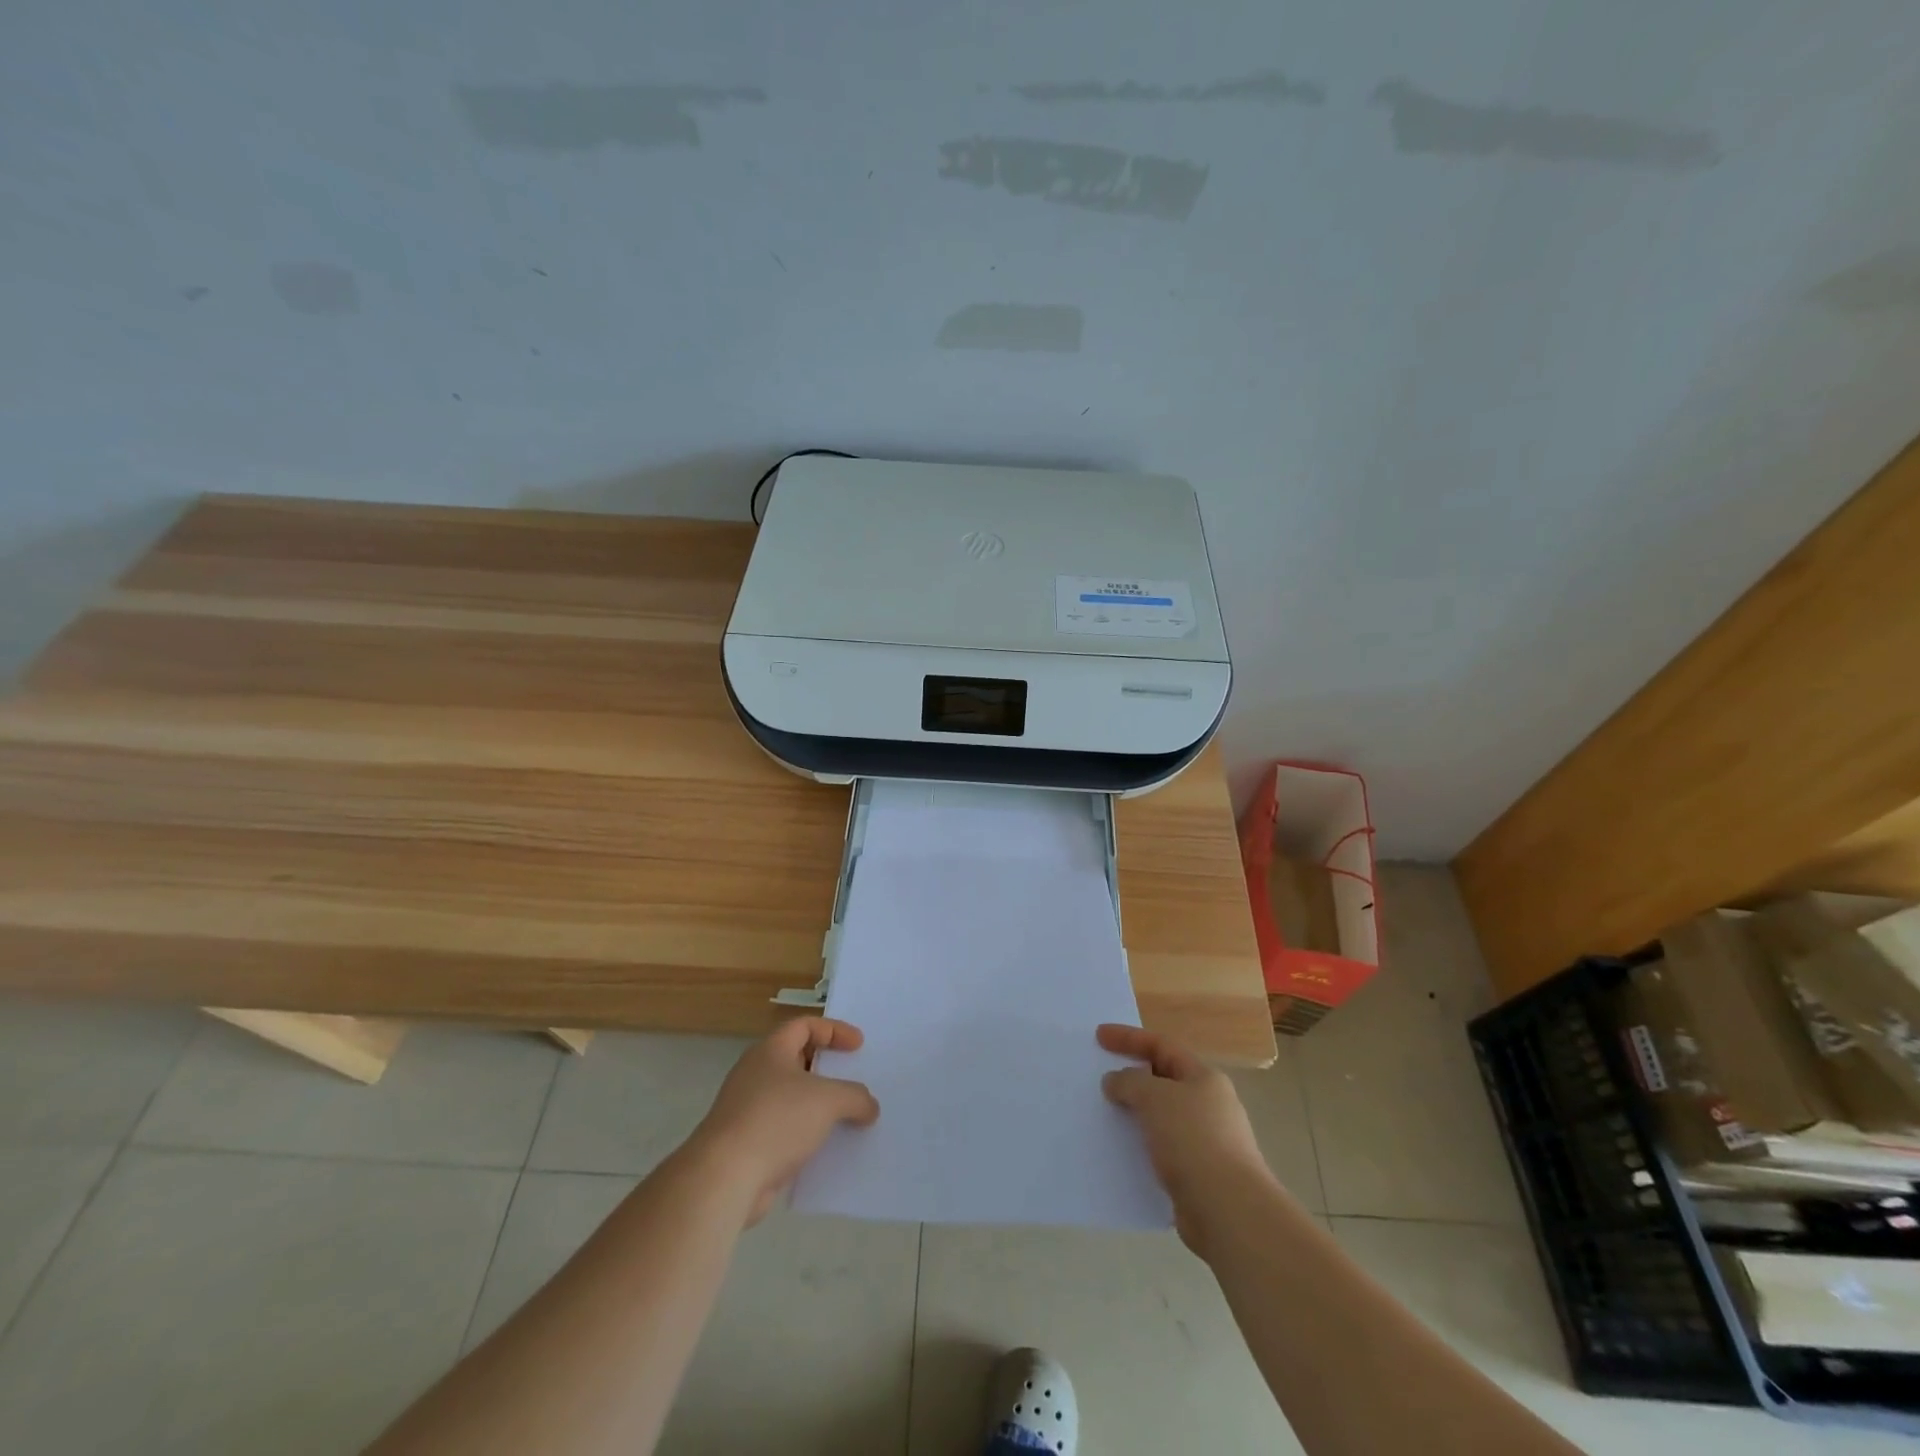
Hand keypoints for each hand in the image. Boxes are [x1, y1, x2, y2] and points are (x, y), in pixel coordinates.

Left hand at [690, 1018, 879, 1224]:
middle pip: (797, 1059)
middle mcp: (756, 1074)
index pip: (805, 1025)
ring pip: (791, 1098)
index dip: (834, 1030)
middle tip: (853, 1078)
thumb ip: (855, 1097)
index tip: (859, 1046)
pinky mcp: (747, 1144)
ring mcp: (748, 1109)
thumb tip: (869, 1106)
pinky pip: (785, 1129)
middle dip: (827, 1068)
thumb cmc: (776, 1120)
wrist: (725, 1177)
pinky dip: (806, 1133)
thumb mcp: (828, 1100)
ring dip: (818, 1105)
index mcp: (770, 1051)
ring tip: (847, 1116)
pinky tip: (827, 1148)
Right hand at [1099, 1023, 1273, 1247]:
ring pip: (1161, 1117)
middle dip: (1132, 1076)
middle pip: (1163, 1080)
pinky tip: (1121, 1152)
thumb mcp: (1154, 1098)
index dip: (1129, 1038)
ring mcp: (1206, 1142)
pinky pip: (1161, 1150)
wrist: (1228, 1211)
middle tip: (1100, 1077)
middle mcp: (1209, 1105)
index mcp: (1204, 1078)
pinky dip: (1141, 1146)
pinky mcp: (1198, 1175)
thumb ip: (1130, 1082)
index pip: (1162, 1045)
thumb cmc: (1193, 1140)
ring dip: (1134, 1114)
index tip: (1099, 1036)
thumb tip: (1116, 1081)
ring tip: (1104, 1115)